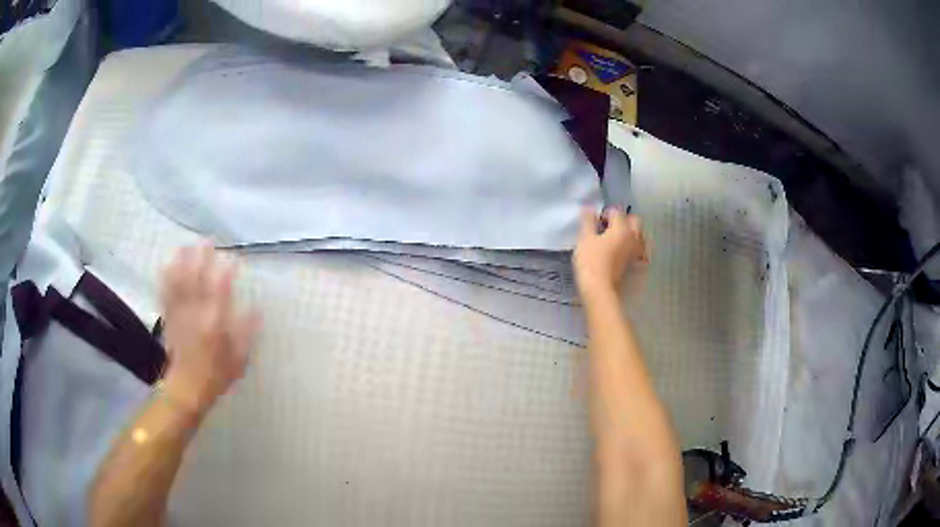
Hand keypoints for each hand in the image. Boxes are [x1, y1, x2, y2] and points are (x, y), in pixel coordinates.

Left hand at [160, 245, 260, 415]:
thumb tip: (257, 310)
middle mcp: (196, 315)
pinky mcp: (170, 320)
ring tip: (185, 246)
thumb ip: (246, 333)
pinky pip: (166, 295)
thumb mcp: (239, 359)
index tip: (232, 260)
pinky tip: (165, 266)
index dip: (226, 274)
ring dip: (182, 264)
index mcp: (215, 324)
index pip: (222, 292)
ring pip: (180, 284)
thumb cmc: (216, 376)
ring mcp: (180, 316)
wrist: (187, 390)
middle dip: (201, 259)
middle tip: (206, 242)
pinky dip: (166, 279)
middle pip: (198, 281)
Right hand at [573, 208, 648, 301]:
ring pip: (638, 235)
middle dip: (622, 220)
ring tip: (614, 239)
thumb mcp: (585, 238)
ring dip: (629, 233)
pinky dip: (631, 246)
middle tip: (607, 227)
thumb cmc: (591, 261)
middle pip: (634, 221)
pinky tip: (621, 252)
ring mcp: (636, 252)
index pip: (616, 212)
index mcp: (622, 228)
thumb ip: (588, 221)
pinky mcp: (634, 264)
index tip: (593, 223)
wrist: (599, 289)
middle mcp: (633, 237)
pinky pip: (637, 249)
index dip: (604, 214)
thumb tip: (589, 208)